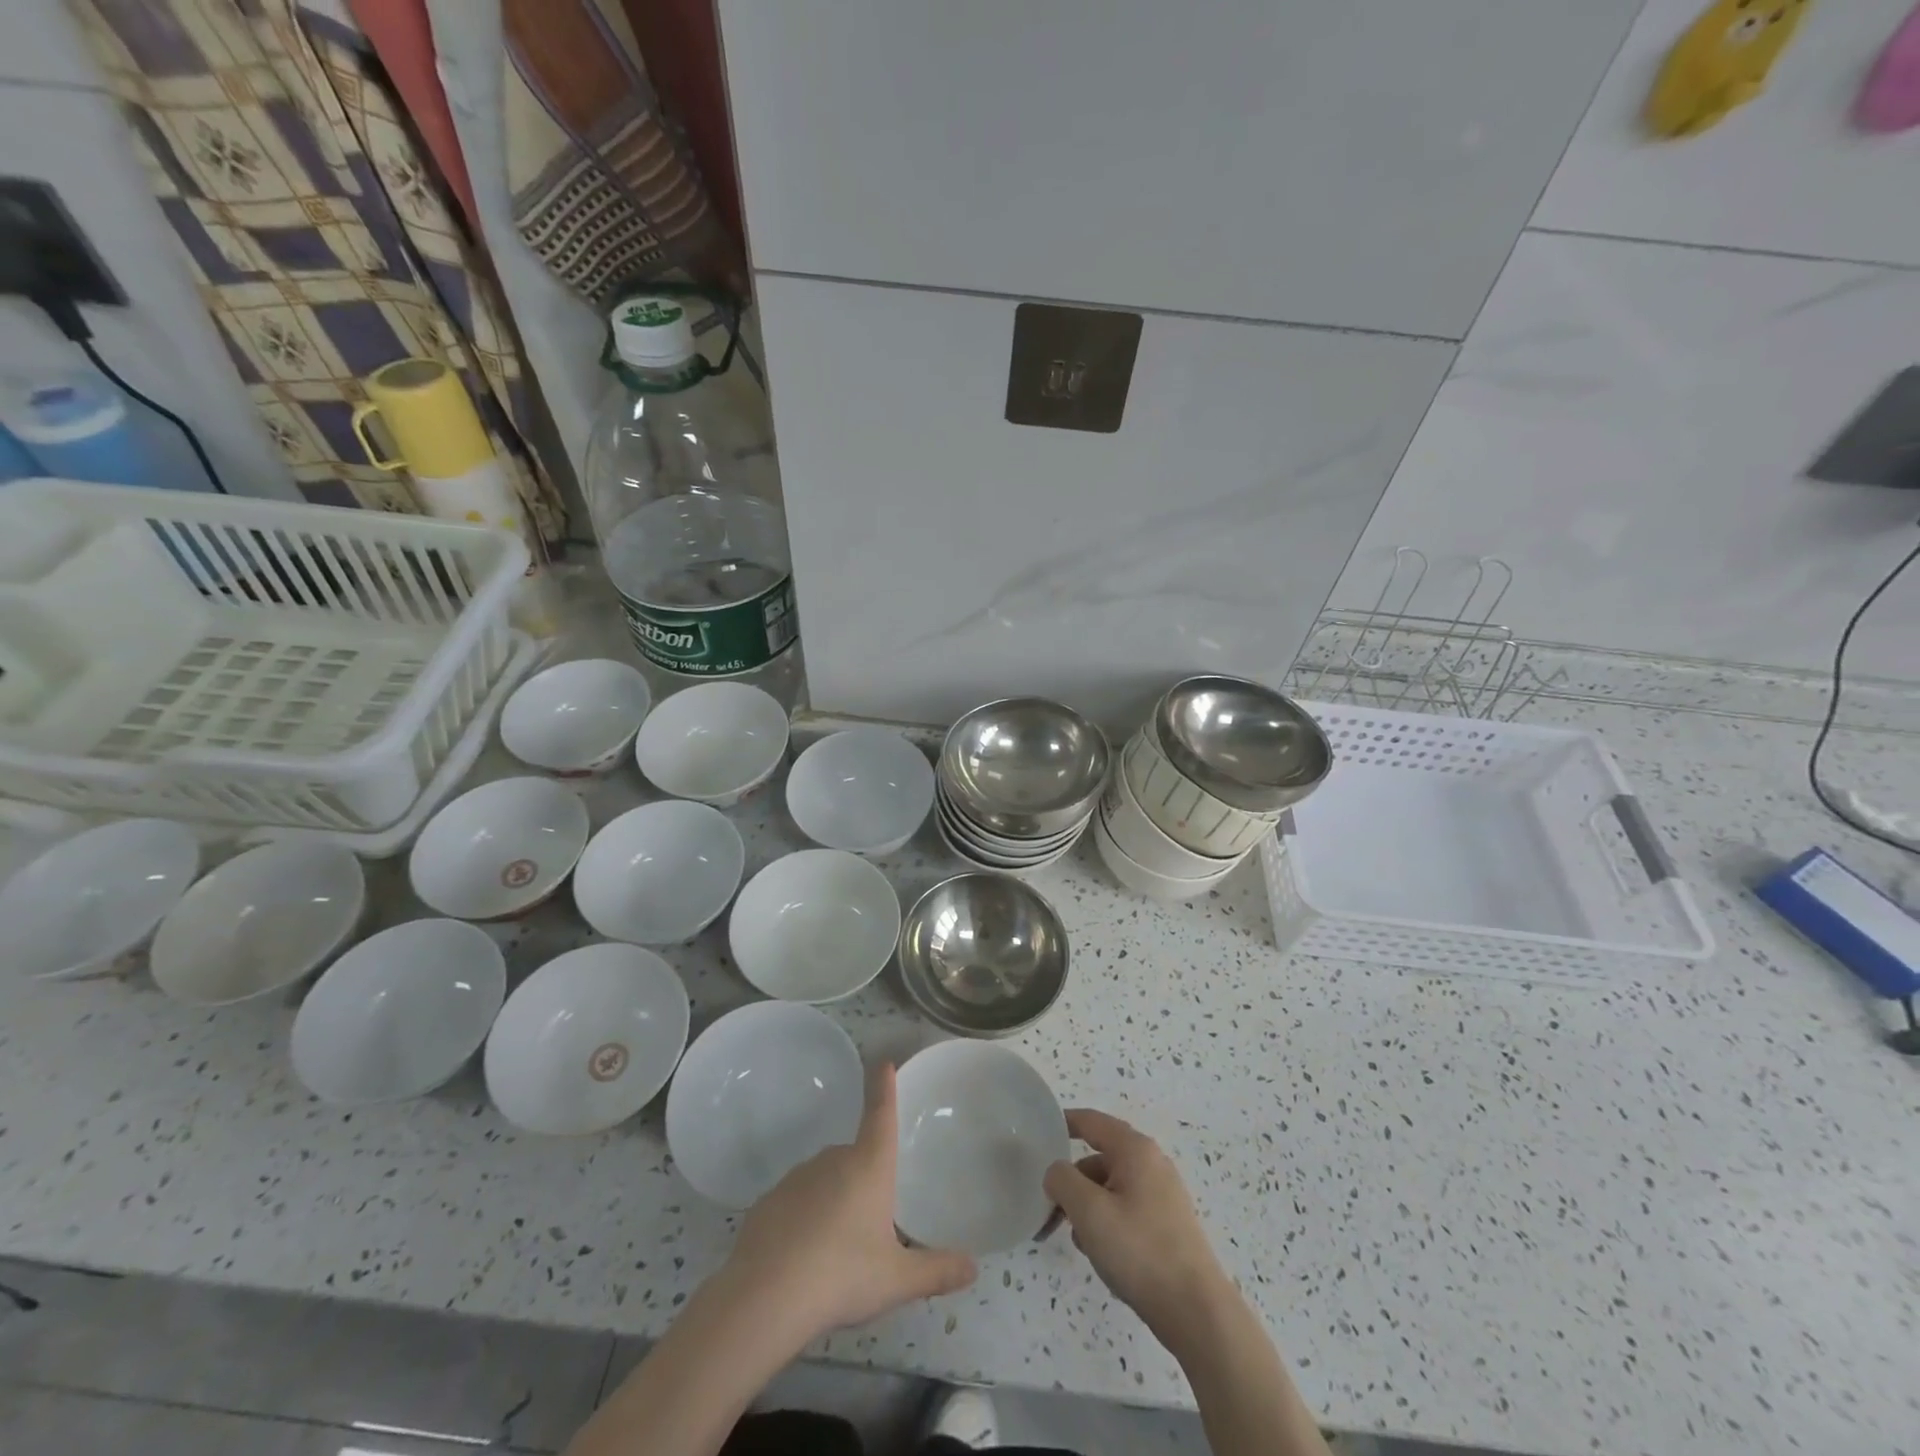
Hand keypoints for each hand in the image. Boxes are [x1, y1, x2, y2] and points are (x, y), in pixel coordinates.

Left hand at [725, 1063, 976, 1341]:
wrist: (765, 1297)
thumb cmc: (842, 1275)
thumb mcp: (896, 1279)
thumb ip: (936, 1271)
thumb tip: (974, 1268)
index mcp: (868, 1165)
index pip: (880, 1114)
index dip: (884, 1087)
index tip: (883, 1061)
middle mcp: (833, 1160)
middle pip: (855, 1156)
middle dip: (865, 1179)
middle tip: (872, 1224)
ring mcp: (796, 1178)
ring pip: (825, 1180)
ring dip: (834, 1201)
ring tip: (839, 1250)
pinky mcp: (768, 1202)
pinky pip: (797, 1203)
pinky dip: (804, 1220)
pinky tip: (805, 1258)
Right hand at [1043, 1109, 1236, 1356]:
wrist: (1196, 1311)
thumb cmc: (1139, 1250)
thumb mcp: (1089, 1211)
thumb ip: (1062, 1180)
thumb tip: (1057, 1173)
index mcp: (1135, 1149)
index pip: (1091, 1121)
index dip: (1063, 1123)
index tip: (1037, 1135)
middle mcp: (1152, 1163)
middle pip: (1099, 1158)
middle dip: (1072, 1181)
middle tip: (1051, 1208)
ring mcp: (1163, 1194)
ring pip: (1111, 1187)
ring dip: (1088, 1206)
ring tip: (1079, 1240)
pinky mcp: (1167, 1224)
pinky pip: (1126, 1209)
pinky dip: (1107, 1222)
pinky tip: (1102, 1253)